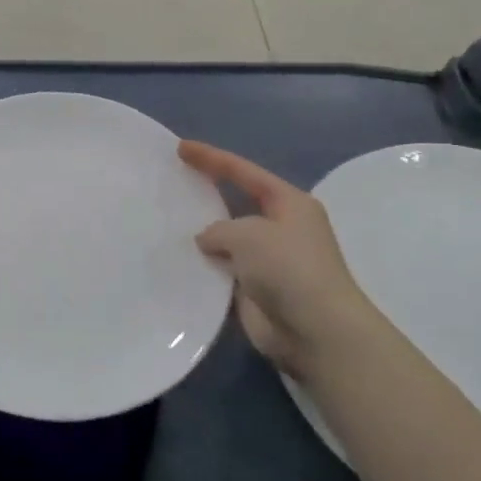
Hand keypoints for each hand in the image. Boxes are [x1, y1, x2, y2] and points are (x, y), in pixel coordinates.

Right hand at [178, 140, 371, 381]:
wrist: (316, 332)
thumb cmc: (288, 268)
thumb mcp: (248, 234)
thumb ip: (218, 229)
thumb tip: (207, 241)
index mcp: (289, 203)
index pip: (244, 171)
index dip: (212, 158)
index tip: (181, 148)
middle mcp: (281, 228)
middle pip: (236, 203)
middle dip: (207, 194)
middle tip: (172, 183)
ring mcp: (269, 261)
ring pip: (227, 240)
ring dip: (202, 235)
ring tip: (164, 222)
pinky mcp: (256, 290)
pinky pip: (223, 270)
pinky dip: (203, 266)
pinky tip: (175, 260)